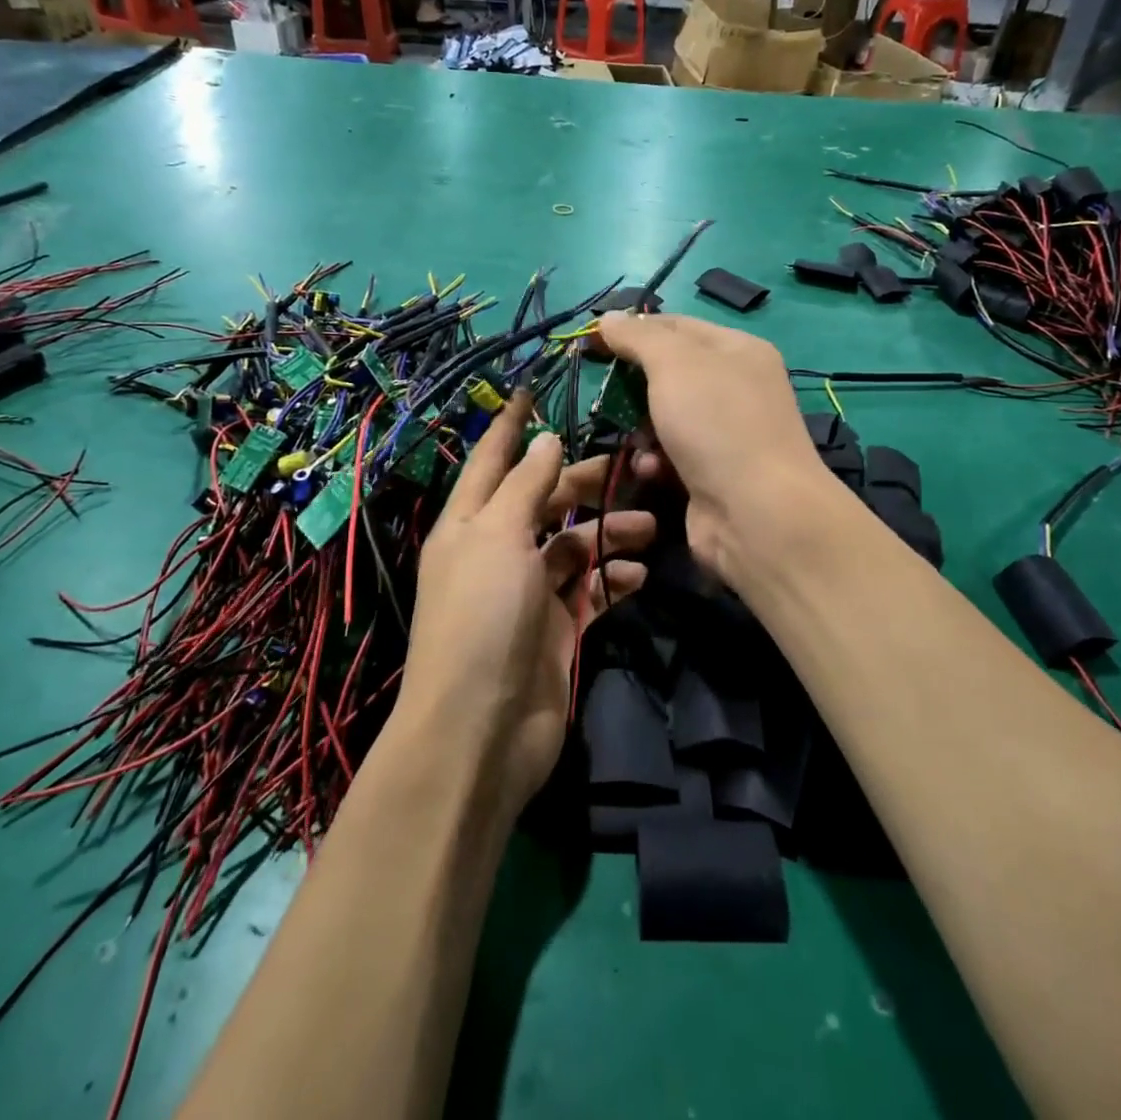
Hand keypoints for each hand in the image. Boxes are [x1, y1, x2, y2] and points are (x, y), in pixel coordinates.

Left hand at [393, 392, 655, 820]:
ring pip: (575, 546)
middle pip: (544, 501)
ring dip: (610, 534)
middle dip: (585, 484)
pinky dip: (613, 581)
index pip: (492, 461)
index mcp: (470, 524)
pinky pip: (590, 591)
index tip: (533, 391)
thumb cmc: (481, 617)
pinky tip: (638, 577)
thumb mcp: (497, 538)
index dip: (511, 427)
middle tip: (634, 469)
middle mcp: (497, 551)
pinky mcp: (556, 629)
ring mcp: (528, 592)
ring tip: (650, 528)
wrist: (481, 730)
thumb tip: (545, 440)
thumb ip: (524, 487)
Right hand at [594, 311, 832, 585]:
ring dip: (640, 428)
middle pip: (668, 373)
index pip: (676, 325)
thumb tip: (609, 317)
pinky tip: (650, 470)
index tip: (591, 341)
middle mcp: (735, 387)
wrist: (756, 513)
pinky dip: (654, 460)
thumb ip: (639, 337)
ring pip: (664, 417)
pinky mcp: (710, 473)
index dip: (633, 329)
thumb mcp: (675, 364)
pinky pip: (669, 455)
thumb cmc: (716, 423)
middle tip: (606, 394)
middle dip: (634, 386)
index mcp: (736, 350)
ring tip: (635, 439)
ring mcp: (724, 433)